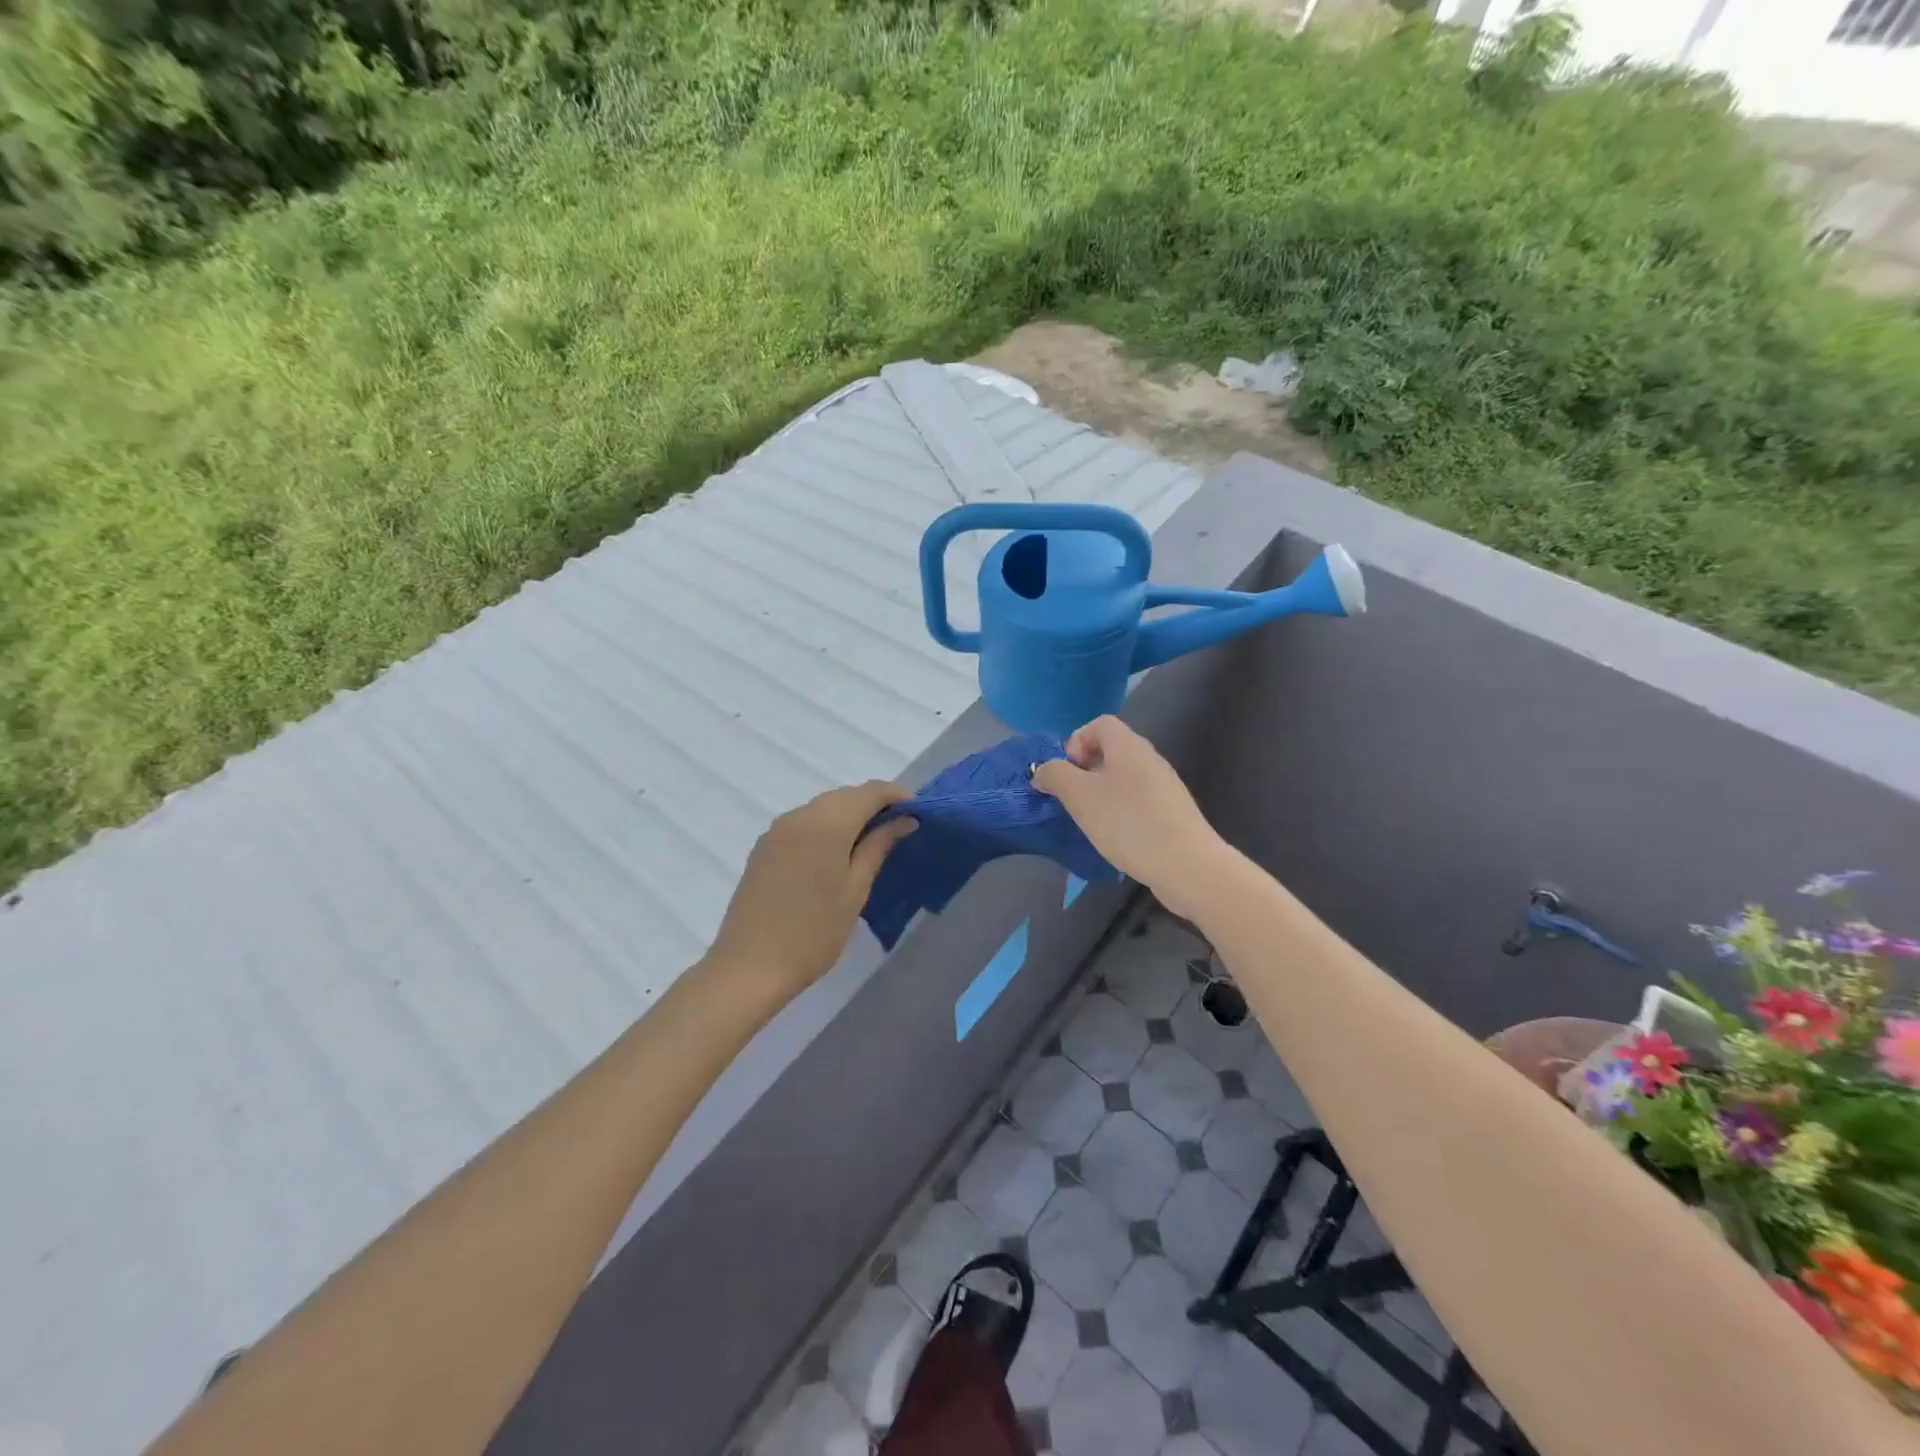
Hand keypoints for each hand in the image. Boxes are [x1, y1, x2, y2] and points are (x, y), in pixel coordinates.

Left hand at [706, 780, 916, 1001]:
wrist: (750, 967)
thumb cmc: (814, 932)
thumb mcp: (855, 890)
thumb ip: (879, 847)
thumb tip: (904, 819)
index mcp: (826, 823)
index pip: (869, 792)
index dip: (895, 795)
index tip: (918, 810)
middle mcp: (799, 816)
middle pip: (844, 795)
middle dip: (873, 803)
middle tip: (899, 827)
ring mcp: (777, 830)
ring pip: (822, 807)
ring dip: (849, 814)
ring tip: (872, 840)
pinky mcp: (764, 847)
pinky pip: (804, 822)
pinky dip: (826, 826)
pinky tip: (837, 852)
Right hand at [1031, 717, 1224, 917]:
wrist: (1188, 866)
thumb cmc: (1128, 823)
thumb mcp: (1080, 797)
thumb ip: (1055, 776)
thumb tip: (1042, 770)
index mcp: (1129, 746)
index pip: (1100, 723)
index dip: (1077, 741)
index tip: (1067, 773)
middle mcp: (1150, 759)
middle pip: (1111, 750)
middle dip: (1085, 771)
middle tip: (1073, 800)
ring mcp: (1165, 787)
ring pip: (1124, 778)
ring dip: (1101, 794)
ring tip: (1091, 822)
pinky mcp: (1172, 813)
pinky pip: (1138, 801)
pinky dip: (1121, 812)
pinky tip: (1116, 837)